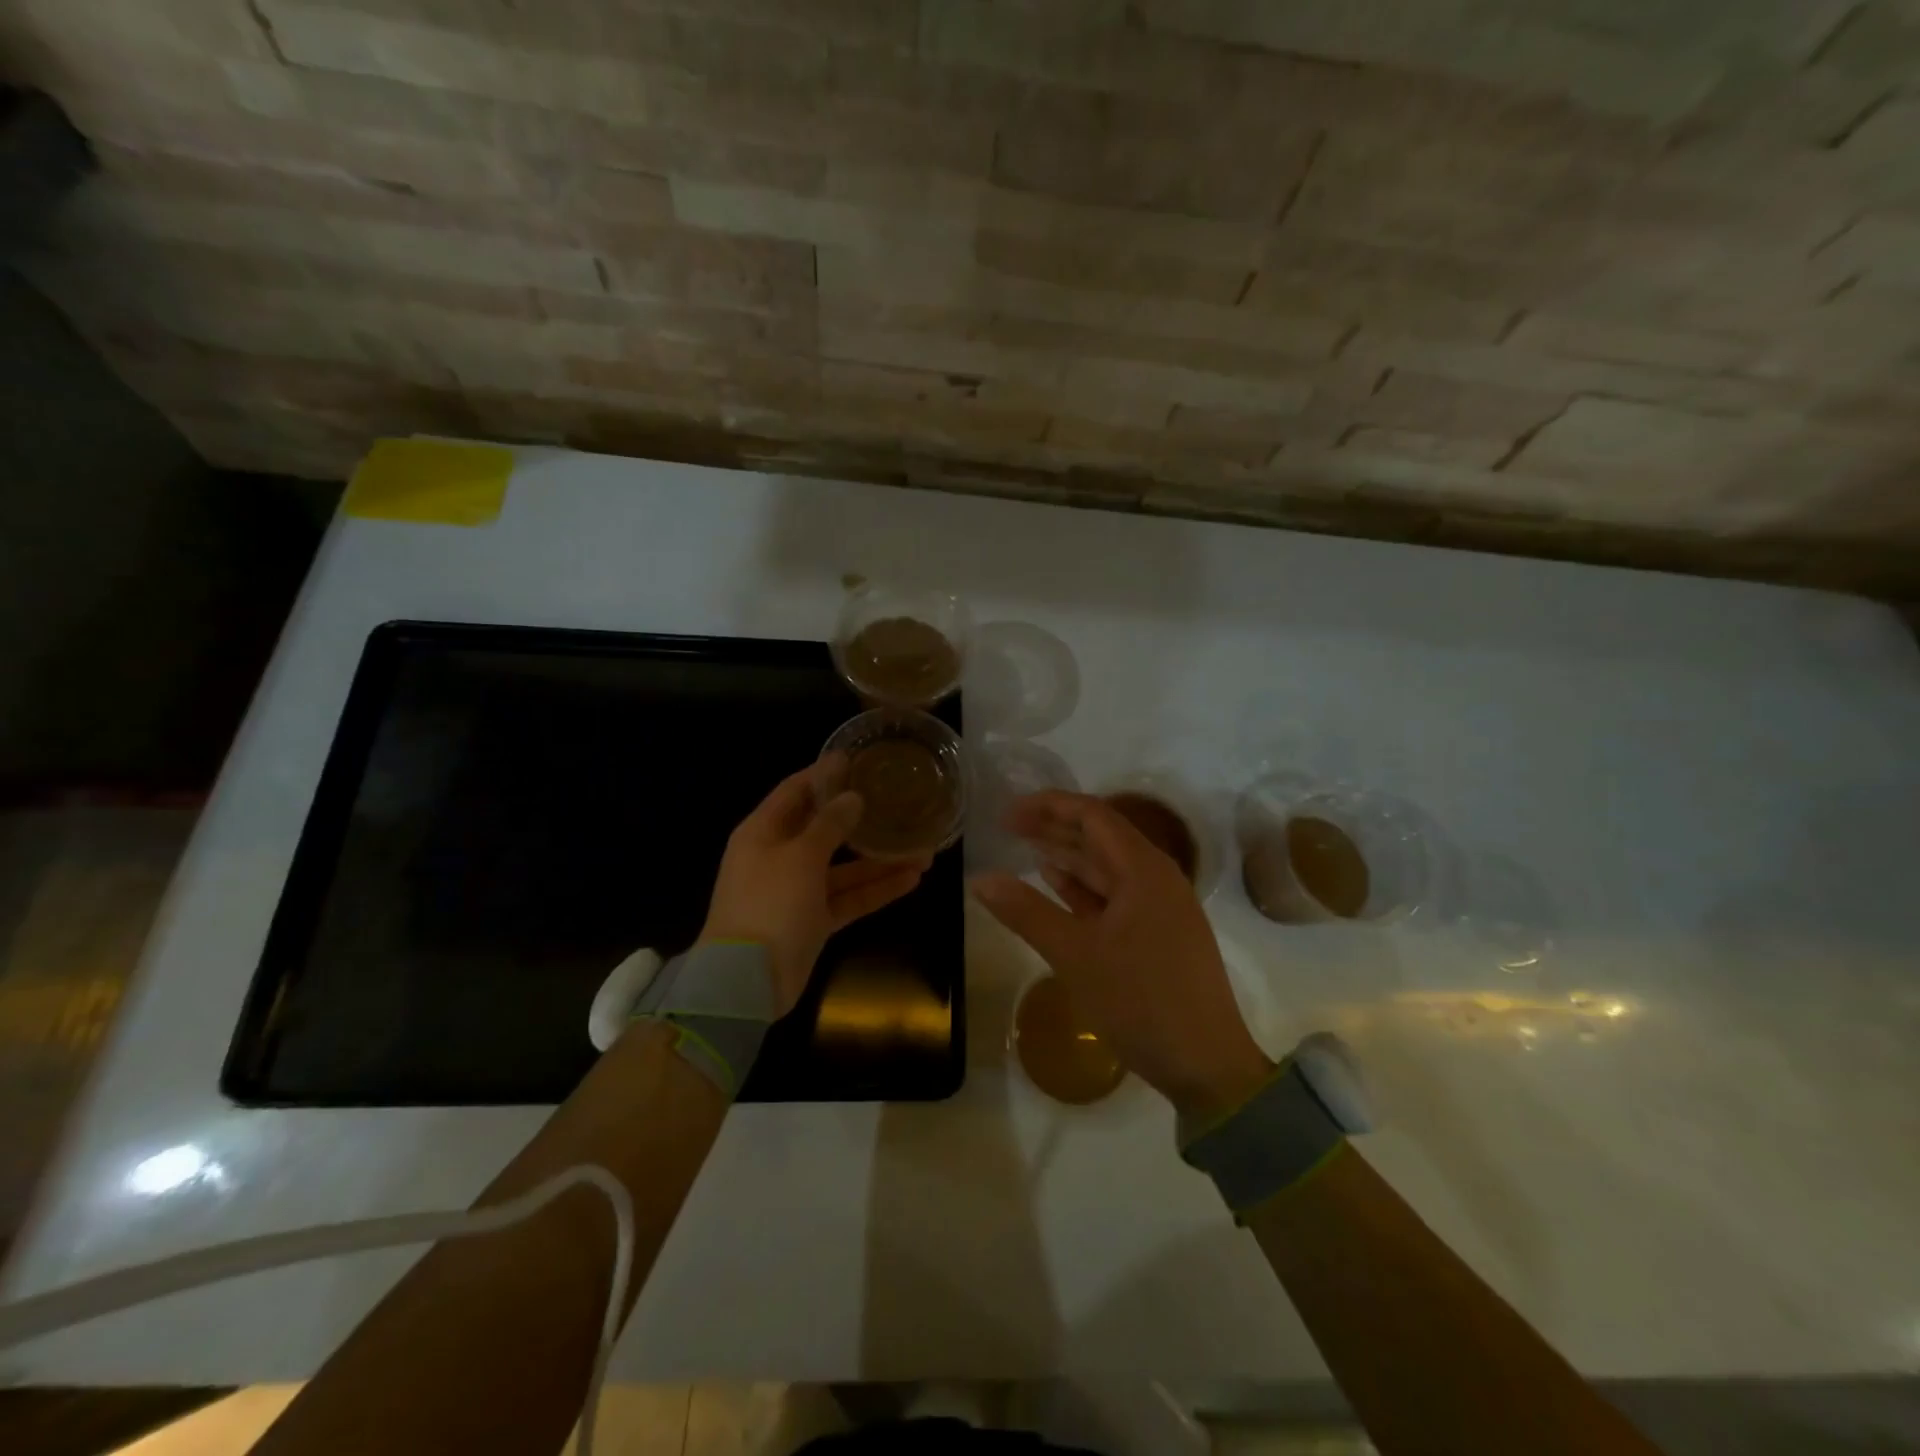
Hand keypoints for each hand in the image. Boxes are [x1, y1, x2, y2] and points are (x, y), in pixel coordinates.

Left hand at [700, 759, 930, 1015]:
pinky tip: (911, 880)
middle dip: (862, 819)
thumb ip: (829, 825)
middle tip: (898, 803)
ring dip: (880, 860)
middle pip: (824, 829)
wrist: (745, 982)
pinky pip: (849, 898)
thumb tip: (853, 797)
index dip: (824, 774)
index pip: (795, 791)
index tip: (857, 759)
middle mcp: (780, 856)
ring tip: (924, 849)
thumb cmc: (768, 904)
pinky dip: (876, 890)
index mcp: (763, 832)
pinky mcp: (814, 920)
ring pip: (844, 868)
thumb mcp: (800, 856)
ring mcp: (797, 891)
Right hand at [973, 791, 1270, 1120]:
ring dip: (1067, 857)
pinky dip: (1083, 889)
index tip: (1007, 813)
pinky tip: (1056, 885)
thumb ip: (1026, 912)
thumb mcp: (1075, 955)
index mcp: (1144, 869)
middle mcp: (1156, 878)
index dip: (1048, 807)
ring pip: (1107, 868)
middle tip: (1008, 828)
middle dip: (1054, 828)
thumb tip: (980, 879)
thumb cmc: (1141, 1001)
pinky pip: (1115, 897)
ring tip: (1025, 850)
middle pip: (1100, 837)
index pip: (1093, 815)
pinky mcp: (1158, 934)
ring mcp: (1160, 907)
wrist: (1206, 1067)